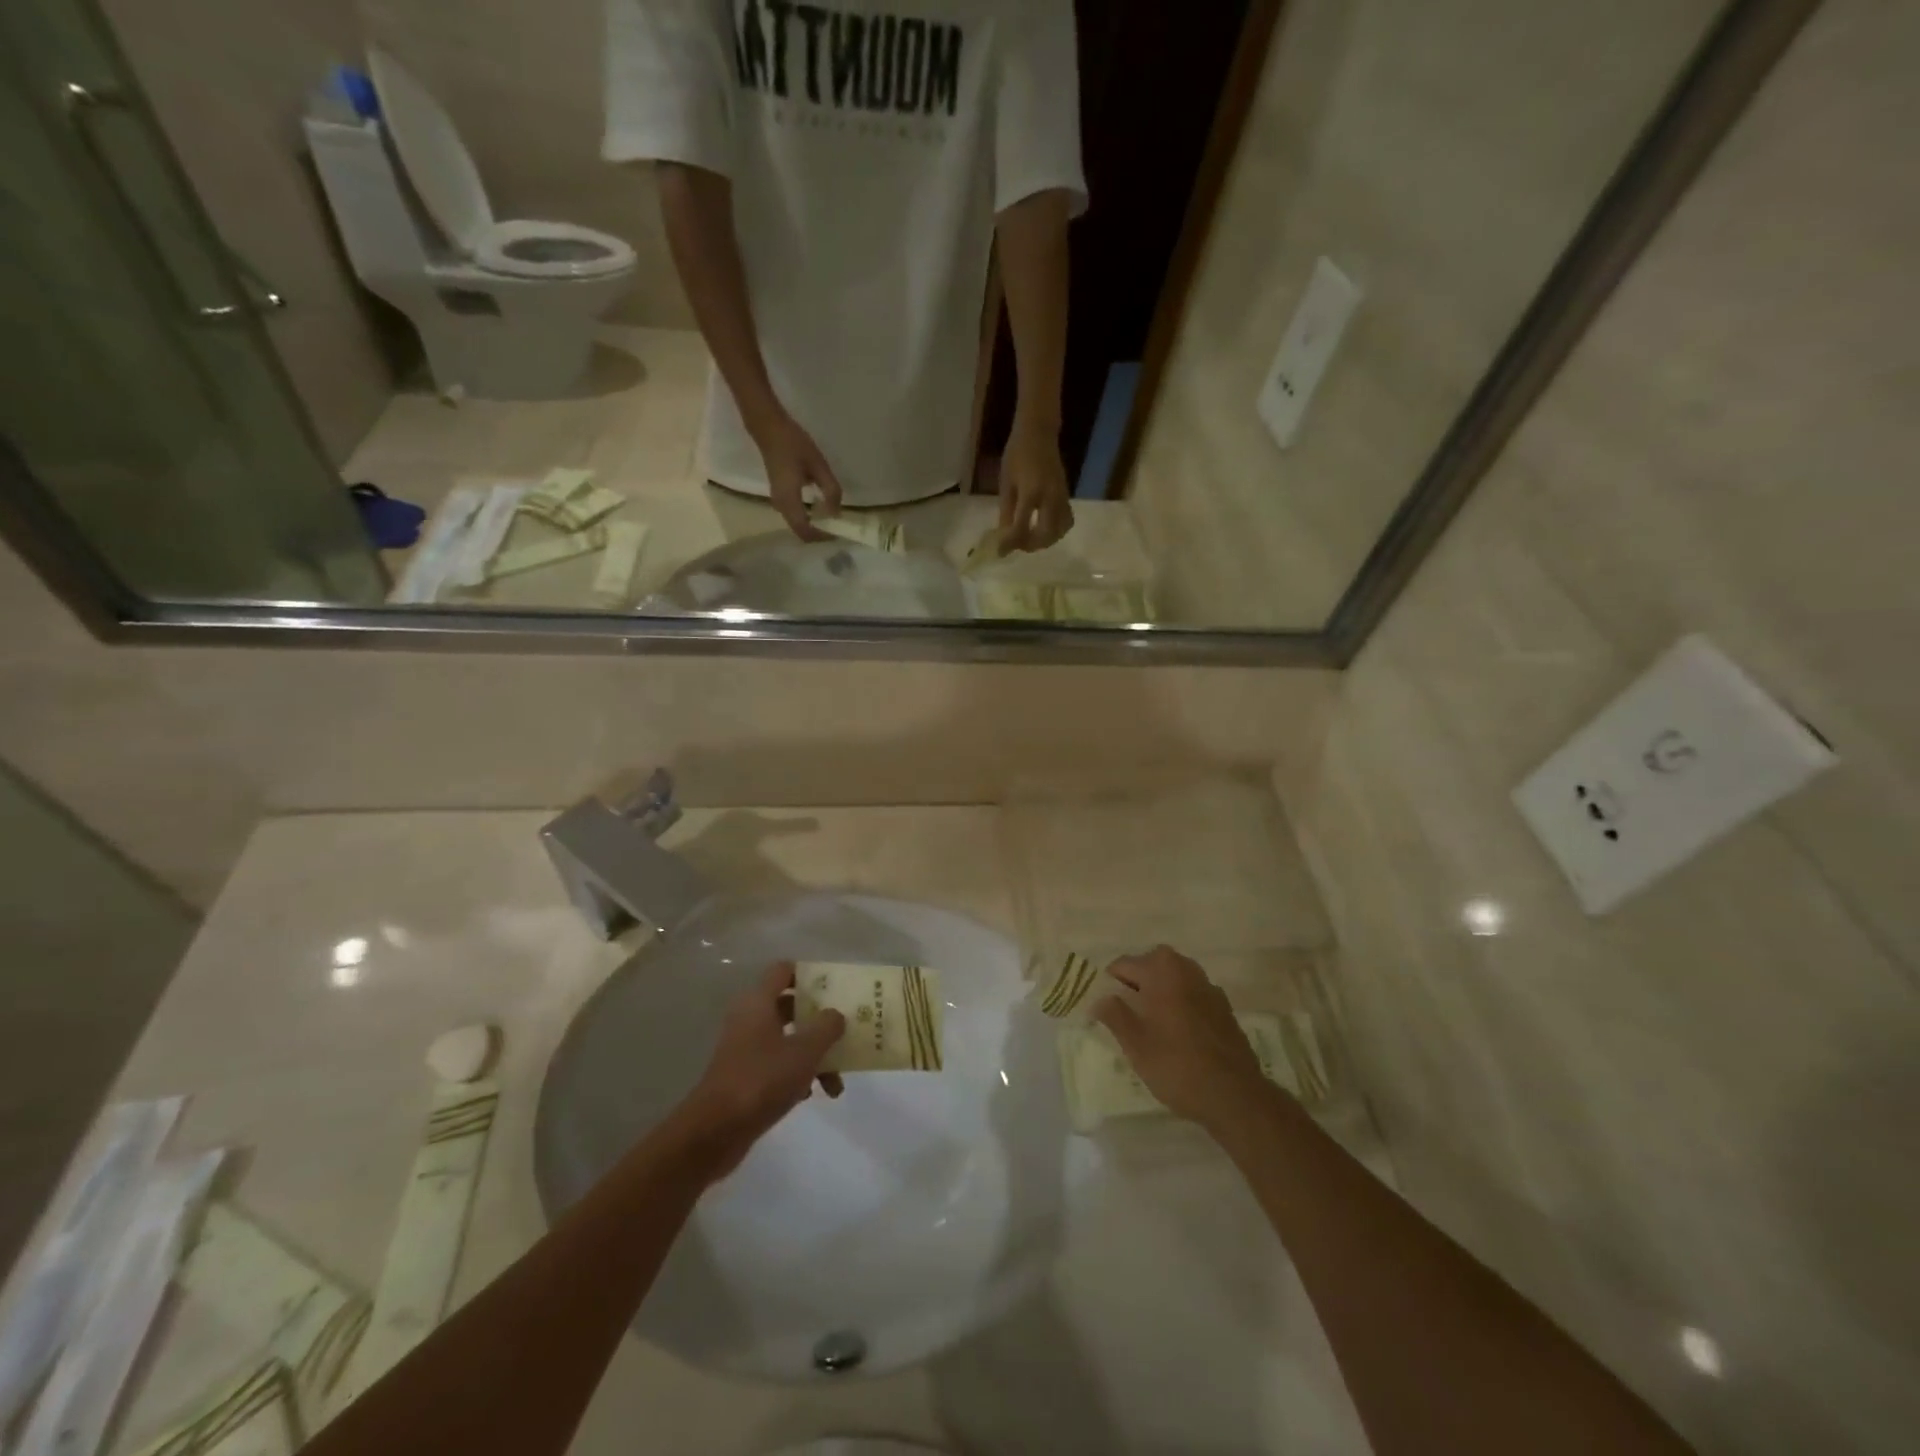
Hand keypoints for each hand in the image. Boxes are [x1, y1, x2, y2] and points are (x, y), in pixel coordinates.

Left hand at [676, 962, 845, 1180]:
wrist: (715, 1132)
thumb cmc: (762, 1079)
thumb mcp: (805, 1050)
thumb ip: (827, 1026)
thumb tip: (836, 1014)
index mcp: (758, 1002)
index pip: (784, 970)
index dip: (809, 974)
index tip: (834, 988)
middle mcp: (749, 1019)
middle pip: (790, 1006)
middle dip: (819, 1020)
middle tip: (844, 1030)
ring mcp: (745, 1049)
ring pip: (788, 1039)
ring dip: (813, 1055)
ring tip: (835, 1083)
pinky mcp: (744, 1076)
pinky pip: (777, 1065)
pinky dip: (797, 1075)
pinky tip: (812, 1095)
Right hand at [749, 409, 842, 540]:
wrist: (769, 429)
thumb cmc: (794, 445)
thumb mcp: (819, 466)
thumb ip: (830, 491)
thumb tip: (836, 514)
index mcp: (790, 500)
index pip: (805, 531)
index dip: (821, 537)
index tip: (838, 534)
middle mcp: (781, 506)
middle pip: (800, 531)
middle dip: (818, 535)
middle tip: (837, 530)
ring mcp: (777, 501)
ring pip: (796, 524)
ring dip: (813, 527)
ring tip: (831, 522)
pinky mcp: (779, 495)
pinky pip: (793, 515)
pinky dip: (807, 518)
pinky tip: (820, 510)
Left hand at [998, 416, 1073, 551]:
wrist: (1039, 433)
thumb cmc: (1017, 453)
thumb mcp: (1006, 482)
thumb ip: (1006, 511)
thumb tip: (1004, 535)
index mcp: (1030, 493)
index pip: (1021, 527)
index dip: (1010, 543)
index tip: (1000, 552)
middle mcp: (1050, 498)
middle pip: (1046, 534)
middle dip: (1031, 545)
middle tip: (1018, 545)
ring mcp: (1061, 497)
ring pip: (1060, 530)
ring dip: (1046, 541)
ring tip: (1030, 538)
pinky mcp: (1066, 495)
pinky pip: (1066, 521)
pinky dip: (1055, 531)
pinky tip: (1043, 528)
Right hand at [1093, 946, 1271, 1132]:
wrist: (1235, 1096)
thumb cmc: (1177, 1065)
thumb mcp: (1135, 1043)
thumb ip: (1114, 1015)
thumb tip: (1099, 999)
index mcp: (1162, 970)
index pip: (1123, 965)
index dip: (1110, 986)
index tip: (1104, 1010)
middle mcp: (1186, 968)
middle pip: (1150, 967)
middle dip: (1136, 985)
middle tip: (1126, 1016)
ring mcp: (1209, 988)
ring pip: (1173, 980)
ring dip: (1159, 994)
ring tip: (1150, 1026)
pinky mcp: (1224, 1009)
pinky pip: (1192, 996)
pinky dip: (1180, 1005)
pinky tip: (1177, 1035)